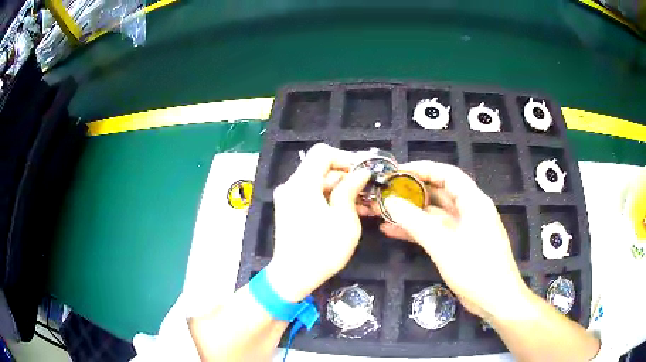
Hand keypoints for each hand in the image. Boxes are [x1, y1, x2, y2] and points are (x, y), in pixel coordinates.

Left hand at [266, 143, 370, 301]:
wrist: (293, 277)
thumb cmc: (322, 250)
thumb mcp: (344, 219)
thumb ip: (350, 189)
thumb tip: (361, 172)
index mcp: (302, 184)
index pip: (323, 153)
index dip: (345, 157)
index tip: (364, 171)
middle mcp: (291, 186)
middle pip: (320, 168)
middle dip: (346, 176)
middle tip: (369, 190)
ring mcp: (288, 198)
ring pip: (318, 182)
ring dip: (341, 189)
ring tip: (364, 203)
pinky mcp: (289, 209)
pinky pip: (312, 195)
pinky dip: (329, 198)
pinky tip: (348, 210)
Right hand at [380, 161, 529, 318]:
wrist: (496, 300)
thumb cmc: (476, 269)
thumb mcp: (443, 245)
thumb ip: (416, 223)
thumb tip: (390, 202)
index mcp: (473, 202)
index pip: (447, 174)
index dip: (423, 168)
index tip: (397, 171)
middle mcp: (470, 210)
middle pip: (440, 192)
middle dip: (414, 190)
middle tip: (387, 191)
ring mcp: (464, 229)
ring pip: (435, 214)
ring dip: (412, 212)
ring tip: (385, 210)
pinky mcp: (458, 245)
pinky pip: (435, 231)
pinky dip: (417, 230)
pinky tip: (393, 231)